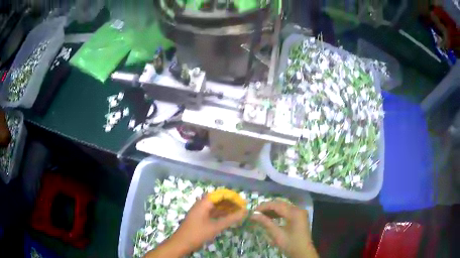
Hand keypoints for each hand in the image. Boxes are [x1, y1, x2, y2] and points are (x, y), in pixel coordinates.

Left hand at [172, 195, 247, 253]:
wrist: (181, 243)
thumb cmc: (197, 234)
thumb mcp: (215, 227)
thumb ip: (231, 219)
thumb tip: (245, 212)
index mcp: (204, 203)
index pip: (221, 194)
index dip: (233, 197)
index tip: (243, 203)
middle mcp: (202, 204)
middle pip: (219, 199)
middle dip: (231, 203)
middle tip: (243, 208)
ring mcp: (201, 211)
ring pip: (216, 207)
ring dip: (227, 209)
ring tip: (239, 213)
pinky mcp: (201, 218)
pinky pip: (213, 213)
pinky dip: (222, 214)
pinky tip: (230, 218)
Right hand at [251, 201, 317, 257]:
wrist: (303, 252)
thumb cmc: (290, 244)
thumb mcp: (277, 234)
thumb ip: (266, 223)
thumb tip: (253, 215)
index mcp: (295, 213)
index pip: (277, 205)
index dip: (264, 206)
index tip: (253, 211)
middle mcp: (298, 209)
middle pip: (280, 204)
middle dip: (267, 207)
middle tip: (256, 213)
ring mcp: (300, 213)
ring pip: (283, 207)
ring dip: (272, 210)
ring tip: (261, 215)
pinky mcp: (299, 217)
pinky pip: (287, 211)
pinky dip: (278, 213)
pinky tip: (270, 217)